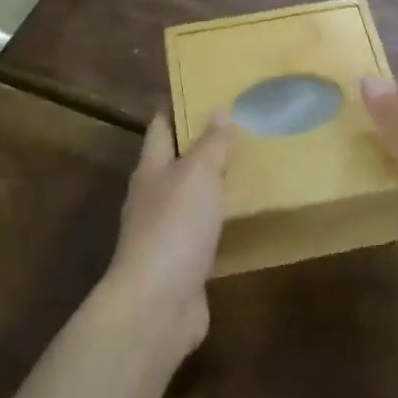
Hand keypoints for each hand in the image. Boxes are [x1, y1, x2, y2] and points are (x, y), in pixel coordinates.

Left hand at [105, 111, 233, 357]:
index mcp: (150, 169)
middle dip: (199, 146)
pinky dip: (219, 222)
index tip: (201, 92)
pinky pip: (203, 233)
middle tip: (238, 129)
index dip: (176, 109)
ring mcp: (164, 234)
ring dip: (212, 186)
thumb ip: (211, 144)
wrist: (157, 305)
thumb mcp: (198, 174)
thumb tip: (219, 110)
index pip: (160, 128)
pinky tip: (242, 218)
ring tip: (247, 168)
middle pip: (174, 163)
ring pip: (190, 199)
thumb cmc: (174, 226)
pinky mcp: (181, 264)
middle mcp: (152, 198)